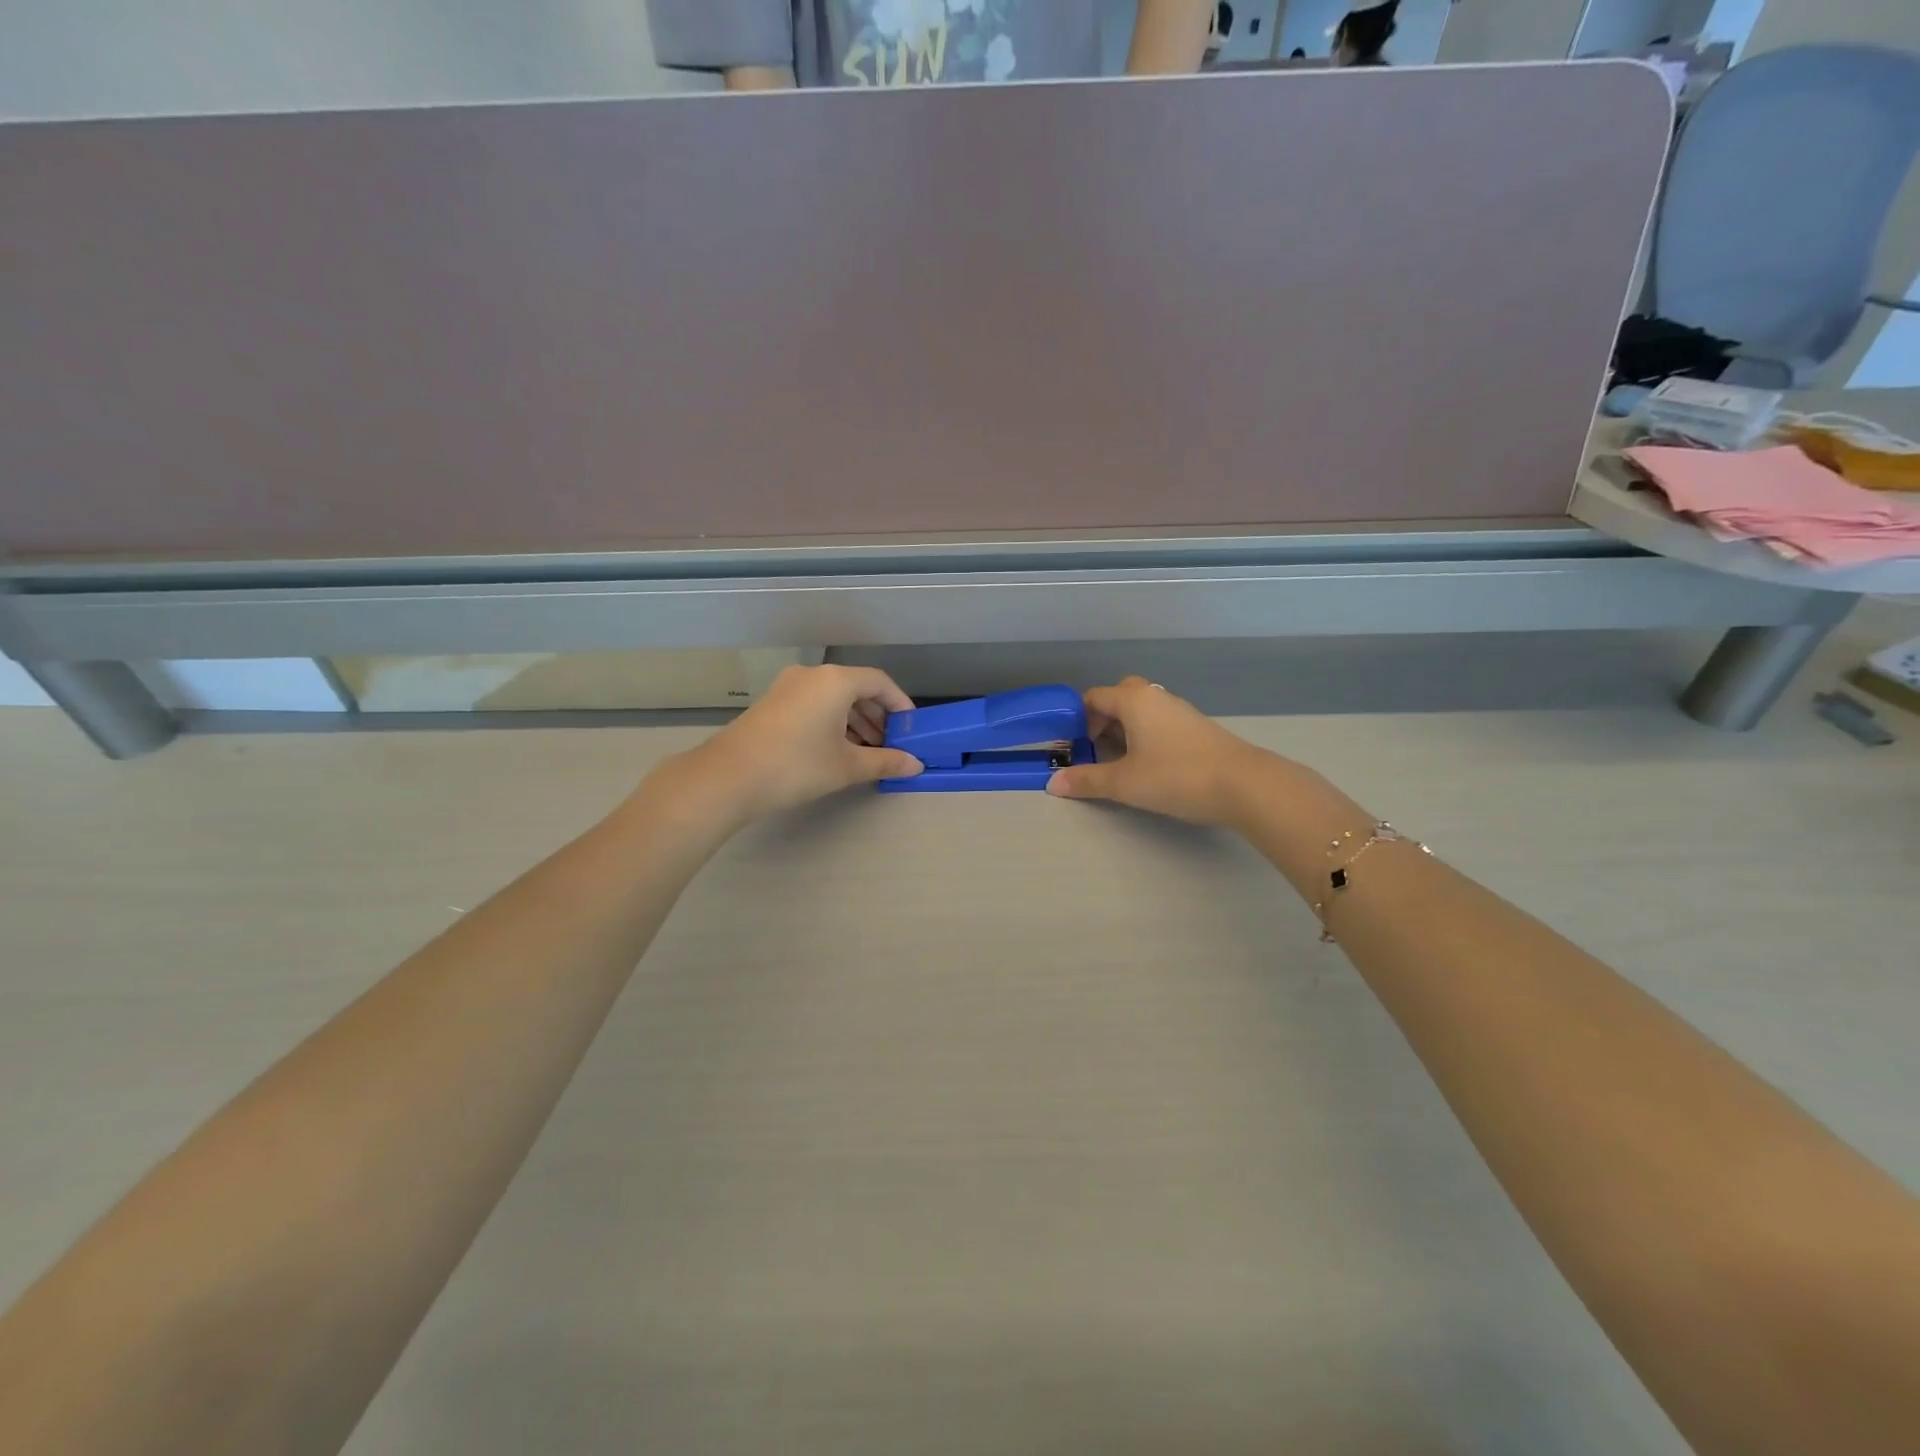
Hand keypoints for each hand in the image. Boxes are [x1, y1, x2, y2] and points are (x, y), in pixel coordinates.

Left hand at [677, 664, 922, 821]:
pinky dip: (832, 721)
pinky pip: (814, 703)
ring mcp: (788, 687)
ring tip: (867, 751)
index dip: (900, 704)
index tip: (912, 729)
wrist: (729, 777)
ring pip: (833, 697)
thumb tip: (916, 765)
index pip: (880, 682)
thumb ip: (885, 762)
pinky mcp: (772, 703)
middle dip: (877, 715)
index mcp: (835, 680)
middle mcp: (812, 675)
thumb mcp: (847, 766)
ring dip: (855, 720)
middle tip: (890, 744)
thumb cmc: (797, 765)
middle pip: (856, 687)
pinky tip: (837, 749)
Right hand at [1046, 677, 1270, 825]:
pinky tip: (1149, 765)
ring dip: (1124, 730)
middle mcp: (1156, 696)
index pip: (1093, 697)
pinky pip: (1159, 723)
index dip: (1076, 719)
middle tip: (1093, 750)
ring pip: (1141, 711)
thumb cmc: (1176, 776)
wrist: (1244, 785)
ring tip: (1118, 762)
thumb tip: (1053, 783)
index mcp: (1133, 700)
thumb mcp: (1124, 782)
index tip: (1070, 746)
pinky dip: (1145, 737)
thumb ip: (1087, 781)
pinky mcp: (1197, 728)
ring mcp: (1180, 711)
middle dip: (1101, 720)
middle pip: (1119, 697)